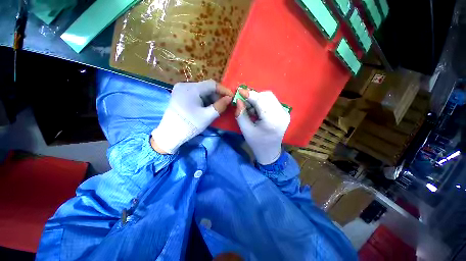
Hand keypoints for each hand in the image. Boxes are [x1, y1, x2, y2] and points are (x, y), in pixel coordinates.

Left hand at [152, 80, 232, 153]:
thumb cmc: (190, 125)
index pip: (212, 84)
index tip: (231, 97)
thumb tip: (229, 98)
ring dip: (211, 98)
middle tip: (224, 104)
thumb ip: (220, 106)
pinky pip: (195, 94)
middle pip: (206, 87)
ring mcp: (180, 90)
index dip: (223, 90)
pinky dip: (203, 100)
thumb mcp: (207, 116)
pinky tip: (207, 107)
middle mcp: (184, 85)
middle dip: (217, 95)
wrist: (170, 134)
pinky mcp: (179, 95)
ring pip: (201, 91)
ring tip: (216, 107)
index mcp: (191, 89)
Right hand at [235, 89, 289, 164]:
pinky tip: (258, 111)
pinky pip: (272, 102)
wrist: (270, 151)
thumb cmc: (256, 143)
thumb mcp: (245, 130)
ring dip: (258, 99)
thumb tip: (238, 100)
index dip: (249, 94)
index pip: (260, 101)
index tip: (239, 91)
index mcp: (271, 120)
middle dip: (254, 97)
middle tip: (245, 103)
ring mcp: (285, 113)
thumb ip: (241, 114)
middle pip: (267, 96)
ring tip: (251, 110)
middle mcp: (281, 114)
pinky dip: (263, 103)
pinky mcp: (285, 113)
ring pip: (270, 97)